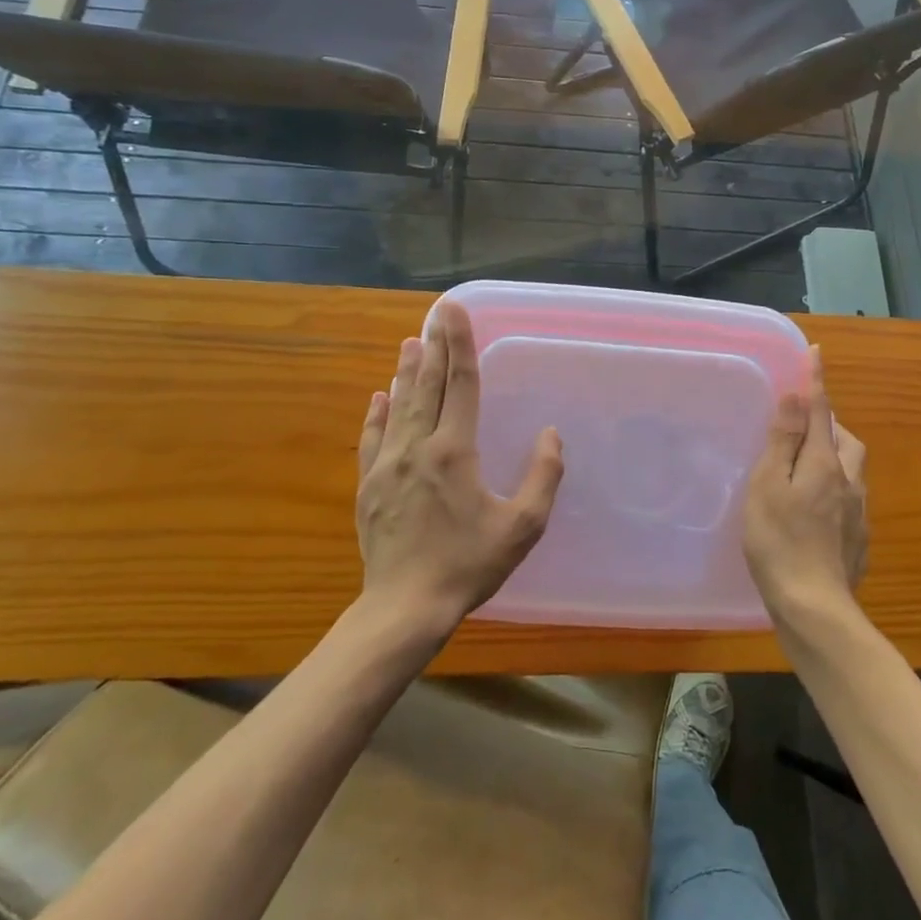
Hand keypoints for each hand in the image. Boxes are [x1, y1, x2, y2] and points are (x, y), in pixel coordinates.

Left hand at [355, 301, 563, 635]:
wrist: (405, 608)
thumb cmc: (469, 565)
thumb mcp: (522, 525)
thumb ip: (543, 476)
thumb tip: (551, 435)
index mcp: (454, 451)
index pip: (461, 385)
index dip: (460, 344)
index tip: (454, 311)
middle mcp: (418, 448)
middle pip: (427, 386)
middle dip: (433, 346)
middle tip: (434, 314)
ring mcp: (387, 466)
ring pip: (399, 407)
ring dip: (406, 373)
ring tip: (409, 342)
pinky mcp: (369, 486)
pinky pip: (373, 439)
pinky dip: (378, 414)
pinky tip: (378, 397)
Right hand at [742, 348, 867, 622]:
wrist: (814, 607)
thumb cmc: (779, 540)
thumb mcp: (769, 484)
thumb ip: (784, 440)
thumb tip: (798, 397)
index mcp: (826, 463)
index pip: (822, 411)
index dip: (817, 381)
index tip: (816, 353)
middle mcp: (850, 482)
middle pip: (846, 440)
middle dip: (829, 425)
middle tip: (801, 430)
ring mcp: (859, 514)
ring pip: (852, 470)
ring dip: (834, 457)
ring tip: (805, 469)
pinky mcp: (859, 540)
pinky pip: (850, 500)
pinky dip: (834, 490)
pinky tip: (815, 512)